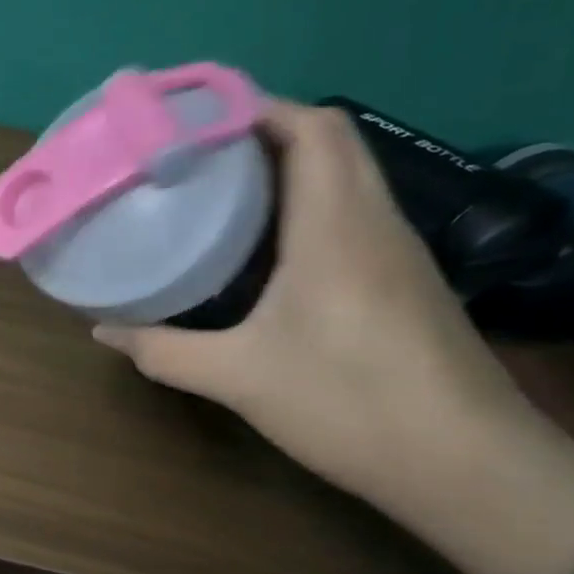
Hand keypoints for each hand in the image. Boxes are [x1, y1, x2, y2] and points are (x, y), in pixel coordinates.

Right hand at [96, 99, 530, 499]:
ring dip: (289, 165)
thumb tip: (103, 330)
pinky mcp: (406, 279)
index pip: (310, 127)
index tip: (192, 120)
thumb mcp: (238, 377)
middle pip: (331, 139)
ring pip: (347, 174)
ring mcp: (398, 249)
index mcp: (336, 225)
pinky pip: (353, 212)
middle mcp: (374, 220)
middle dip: (264, 130)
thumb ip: (163, 350)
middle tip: (196, 153)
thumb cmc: (349, 403)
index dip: (254, 108)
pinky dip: (308, 203)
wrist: (469, 465)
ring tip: (220, 188)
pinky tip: (266, 246)